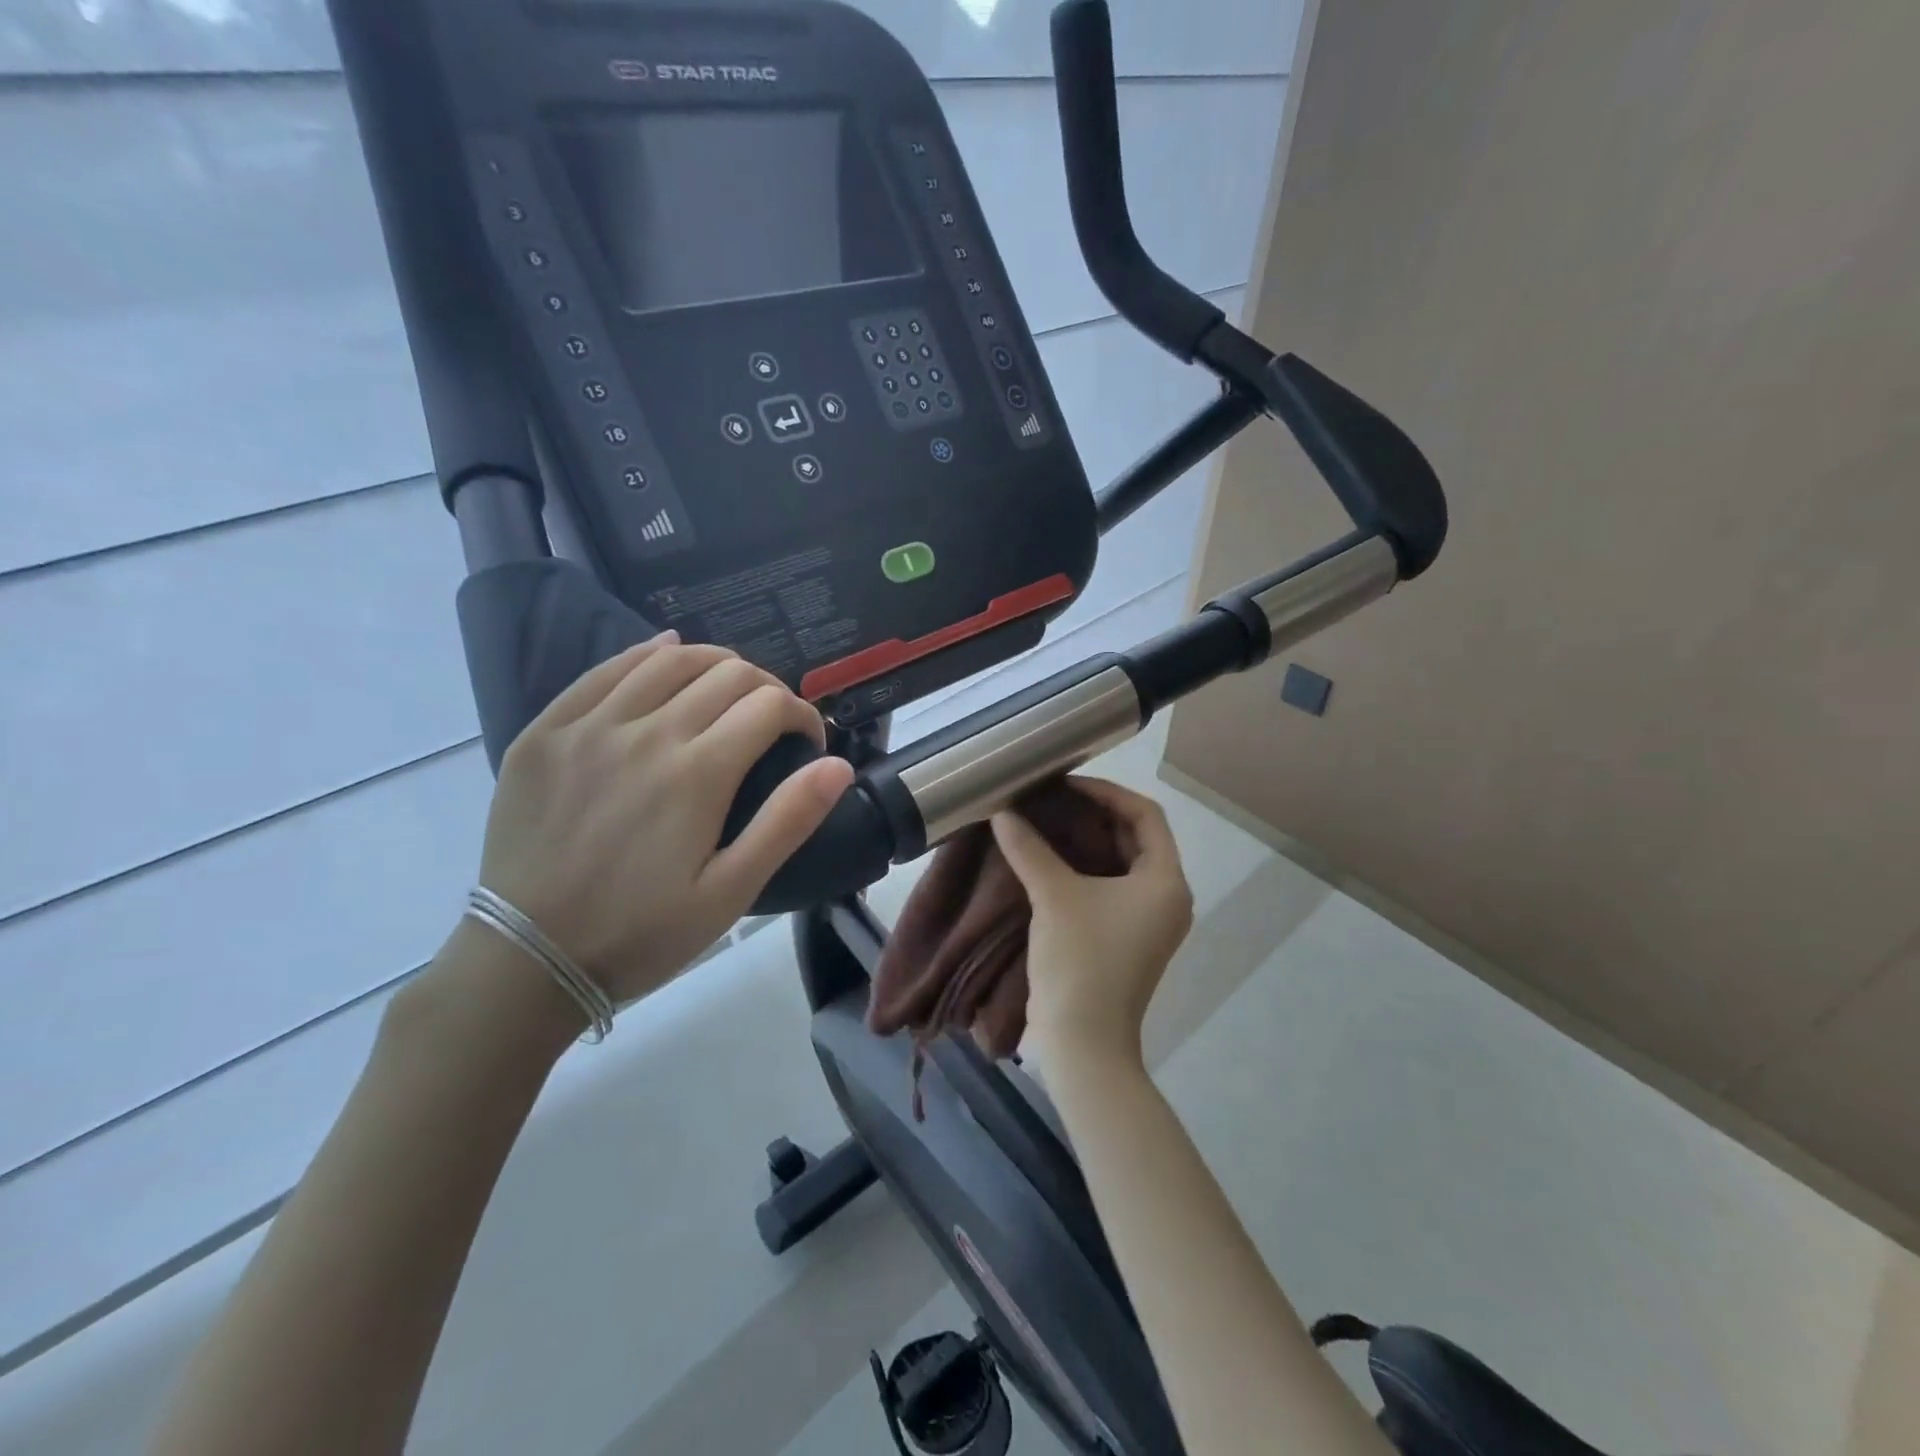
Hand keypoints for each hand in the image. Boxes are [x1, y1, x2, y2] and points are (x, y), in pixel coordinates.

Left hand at [475, 633, 854, 1007]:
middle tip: (773, 720)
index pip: (769, 705)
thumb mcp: (730, 892)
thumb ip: (787, 822)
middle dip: (767, 688)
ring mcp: (590, 726)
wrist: (527, 958)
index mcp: (698, 773)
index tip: (808, 741)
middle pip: (726, 674)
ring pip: (668, 660)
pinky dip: (646, 654)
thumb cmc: (641, 932)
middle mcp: (647, 733)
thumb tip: (837, 765)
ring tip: (729, 686)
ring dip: (714, 663)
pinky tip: (665, 652)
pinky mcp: (547, 731)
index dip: (802, 714)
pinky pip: (604, 670)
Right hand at [992, 777, 1193, 1058]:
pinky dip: (1086, 868)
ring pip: (1122, 863)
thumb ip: (1029, 848)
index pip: (1145, 815)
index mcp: (1166, 881)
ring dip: (1089, 841)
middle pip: (1137, 837)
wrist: (1083, 1041)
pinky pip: (1111, 887)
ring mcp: (1148, 921)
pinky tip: (1050, 860)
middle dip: (1095, 815)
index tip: (1066, 786)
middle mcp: (1167, 897)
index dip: (1106, 793)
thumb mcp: (1054, 896)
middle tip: (1053, 800)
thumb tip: (1002, 812)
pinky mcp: (1127, 938)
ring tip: (1048, 822)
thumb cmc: (1080, 960)